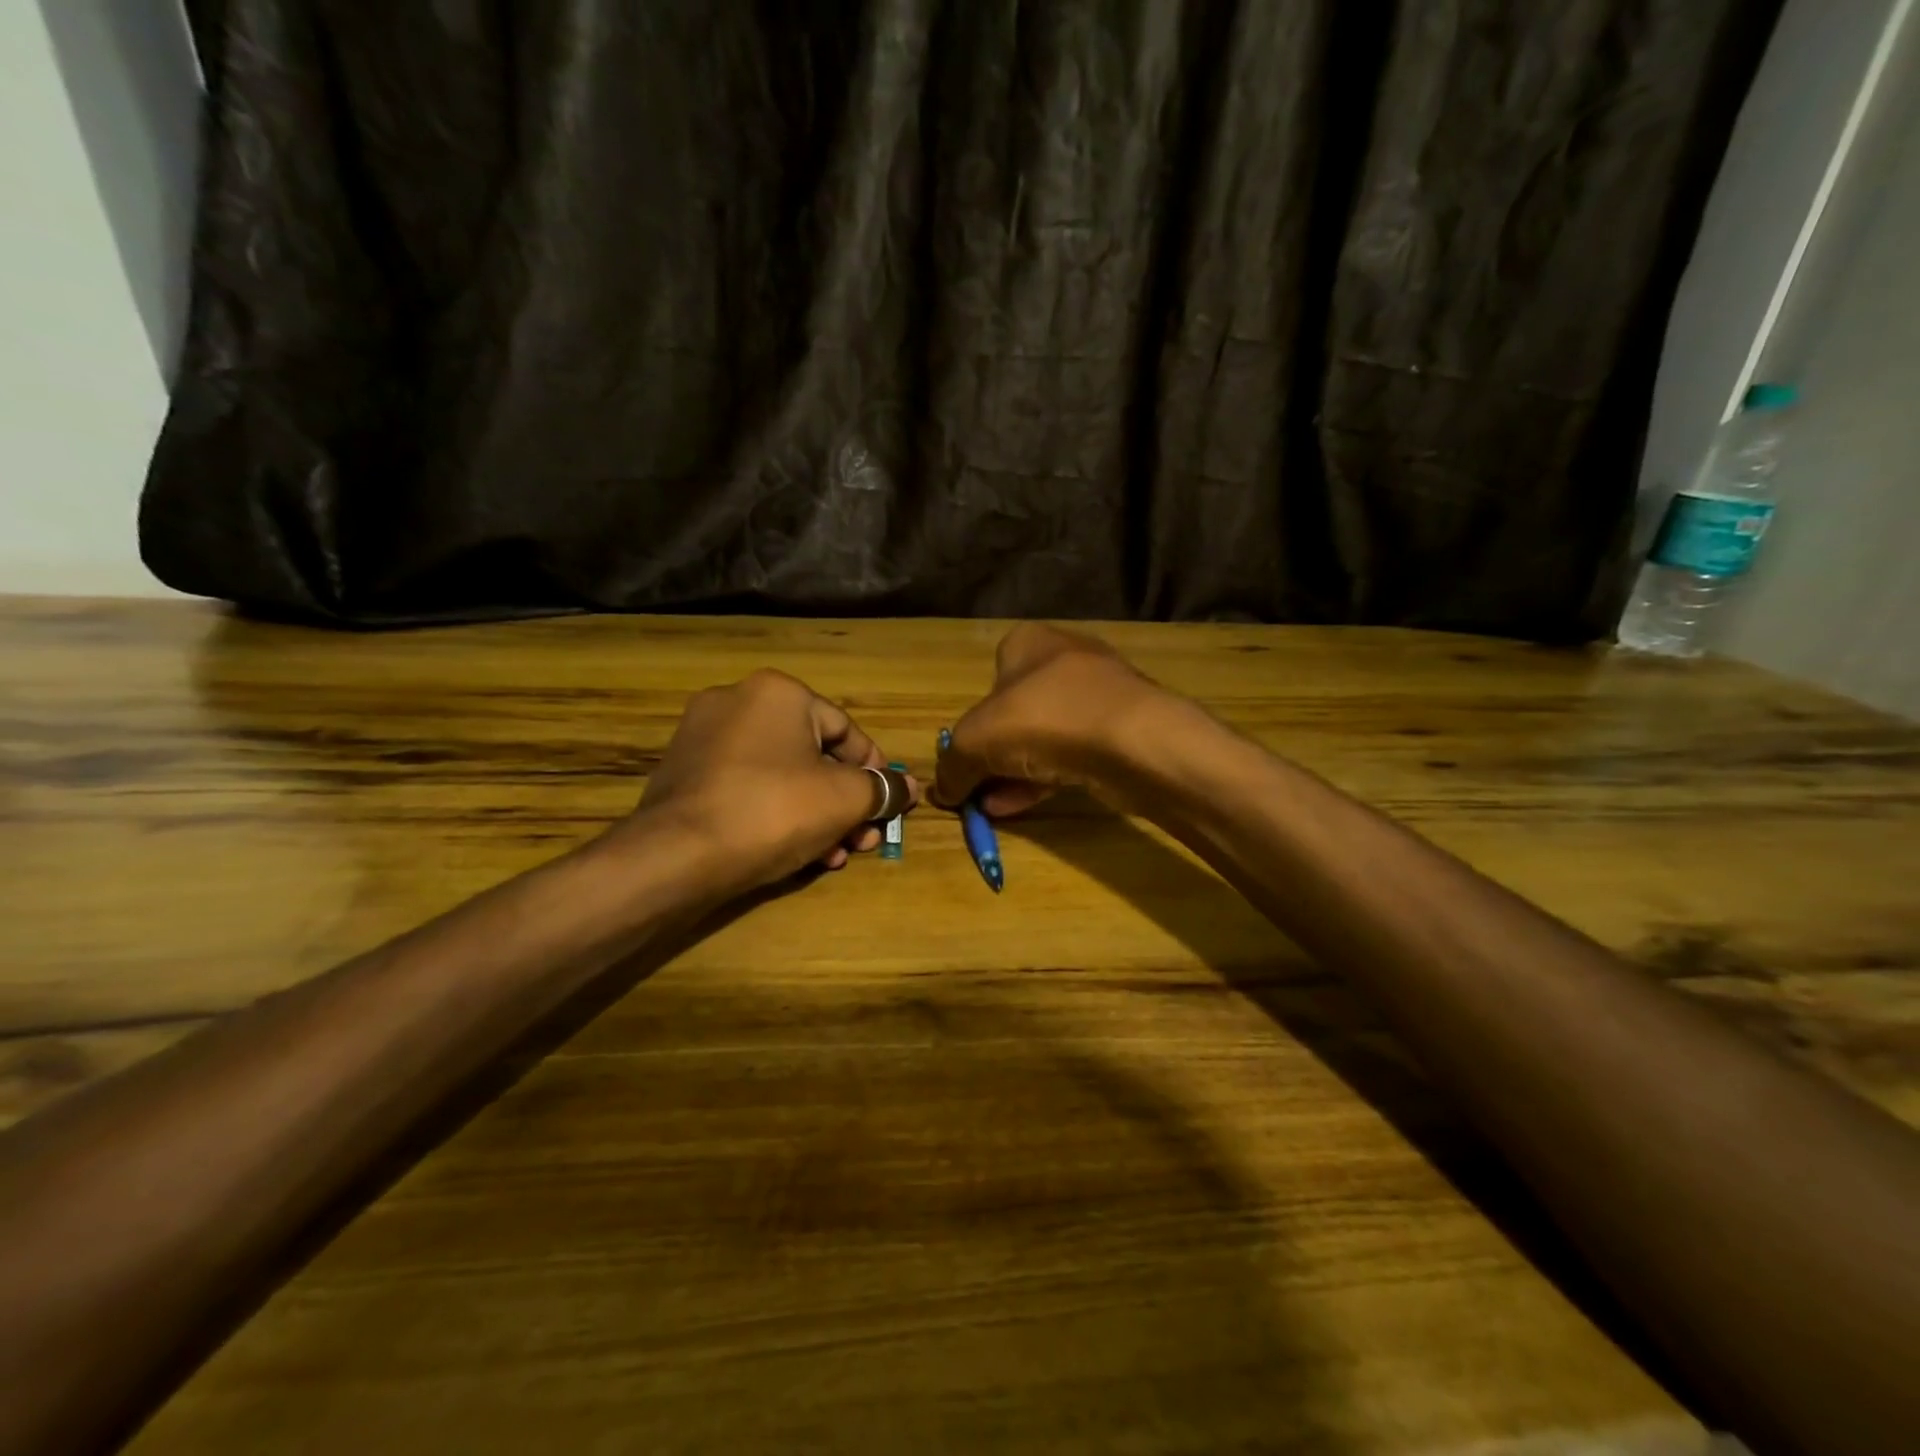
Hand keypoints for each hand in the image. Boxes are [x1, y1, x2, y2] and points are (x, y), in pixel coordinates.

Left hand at [627, 669, 919, 896]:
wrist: (677, 856)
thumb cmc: (774, 811)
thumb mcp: (845, 799)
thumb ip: (883, 789)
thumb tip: (909, 787)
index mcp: (777, 692)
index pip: (846, 730)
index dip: (875, 770)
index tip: (888, 805)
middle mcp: (737, 702)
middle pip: (813, 756)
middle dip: (845, 803)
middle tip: (863, 839)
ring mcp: (704, 738)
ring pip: (782, 776)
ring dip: (816, 815)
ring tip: (835, 855)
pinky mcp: (684, 774)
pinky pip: (748, 788)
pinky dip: (777, 814)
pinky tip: (797, 853)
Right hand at [934, 623, 1169, 817]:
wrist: (1132, 741)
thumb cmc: (1041, 720)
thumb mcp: (974, 742)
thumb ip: (951, 765)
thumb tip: (941, 789)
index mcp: (1028, 642)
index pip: (991, 677)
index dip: (973, 719)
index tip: (965, 755)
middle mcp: (1065, 659)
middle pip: (1016, 711)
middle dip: (994, 754)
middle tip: (977, 788)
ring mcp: (1100, 694)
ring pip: (1046, 736)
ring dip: (1015, 772)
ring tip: (992, 806)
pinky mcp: (1122, 730)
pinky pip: (1073, 755)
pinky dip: (1044, 779)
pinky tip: (1020, 806)